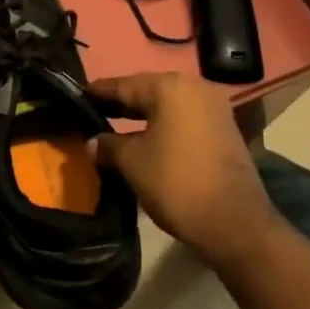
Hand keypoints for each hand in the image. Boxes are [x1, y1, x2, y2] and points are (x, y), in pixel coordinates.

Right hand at [91, 72, 276, 266]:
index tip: (75, 97)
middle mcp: (194, 88)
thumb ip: (108, 145)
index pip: (123, 85)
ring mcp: (214, 109)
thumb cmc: (175, 182)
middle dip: (119, 105)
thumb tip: (93, 142)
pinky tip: (142, 141)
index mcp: (170, 87)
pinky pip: (182, 121)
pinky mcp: (223, 131)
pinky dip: (161, 127)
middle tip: (90, 114)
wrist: (234, 223)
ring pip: (166, 107)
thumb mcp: (131, 162)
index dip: (97, 93)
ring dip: (140, 118)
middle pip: (147, 92)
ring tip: (112, 129)